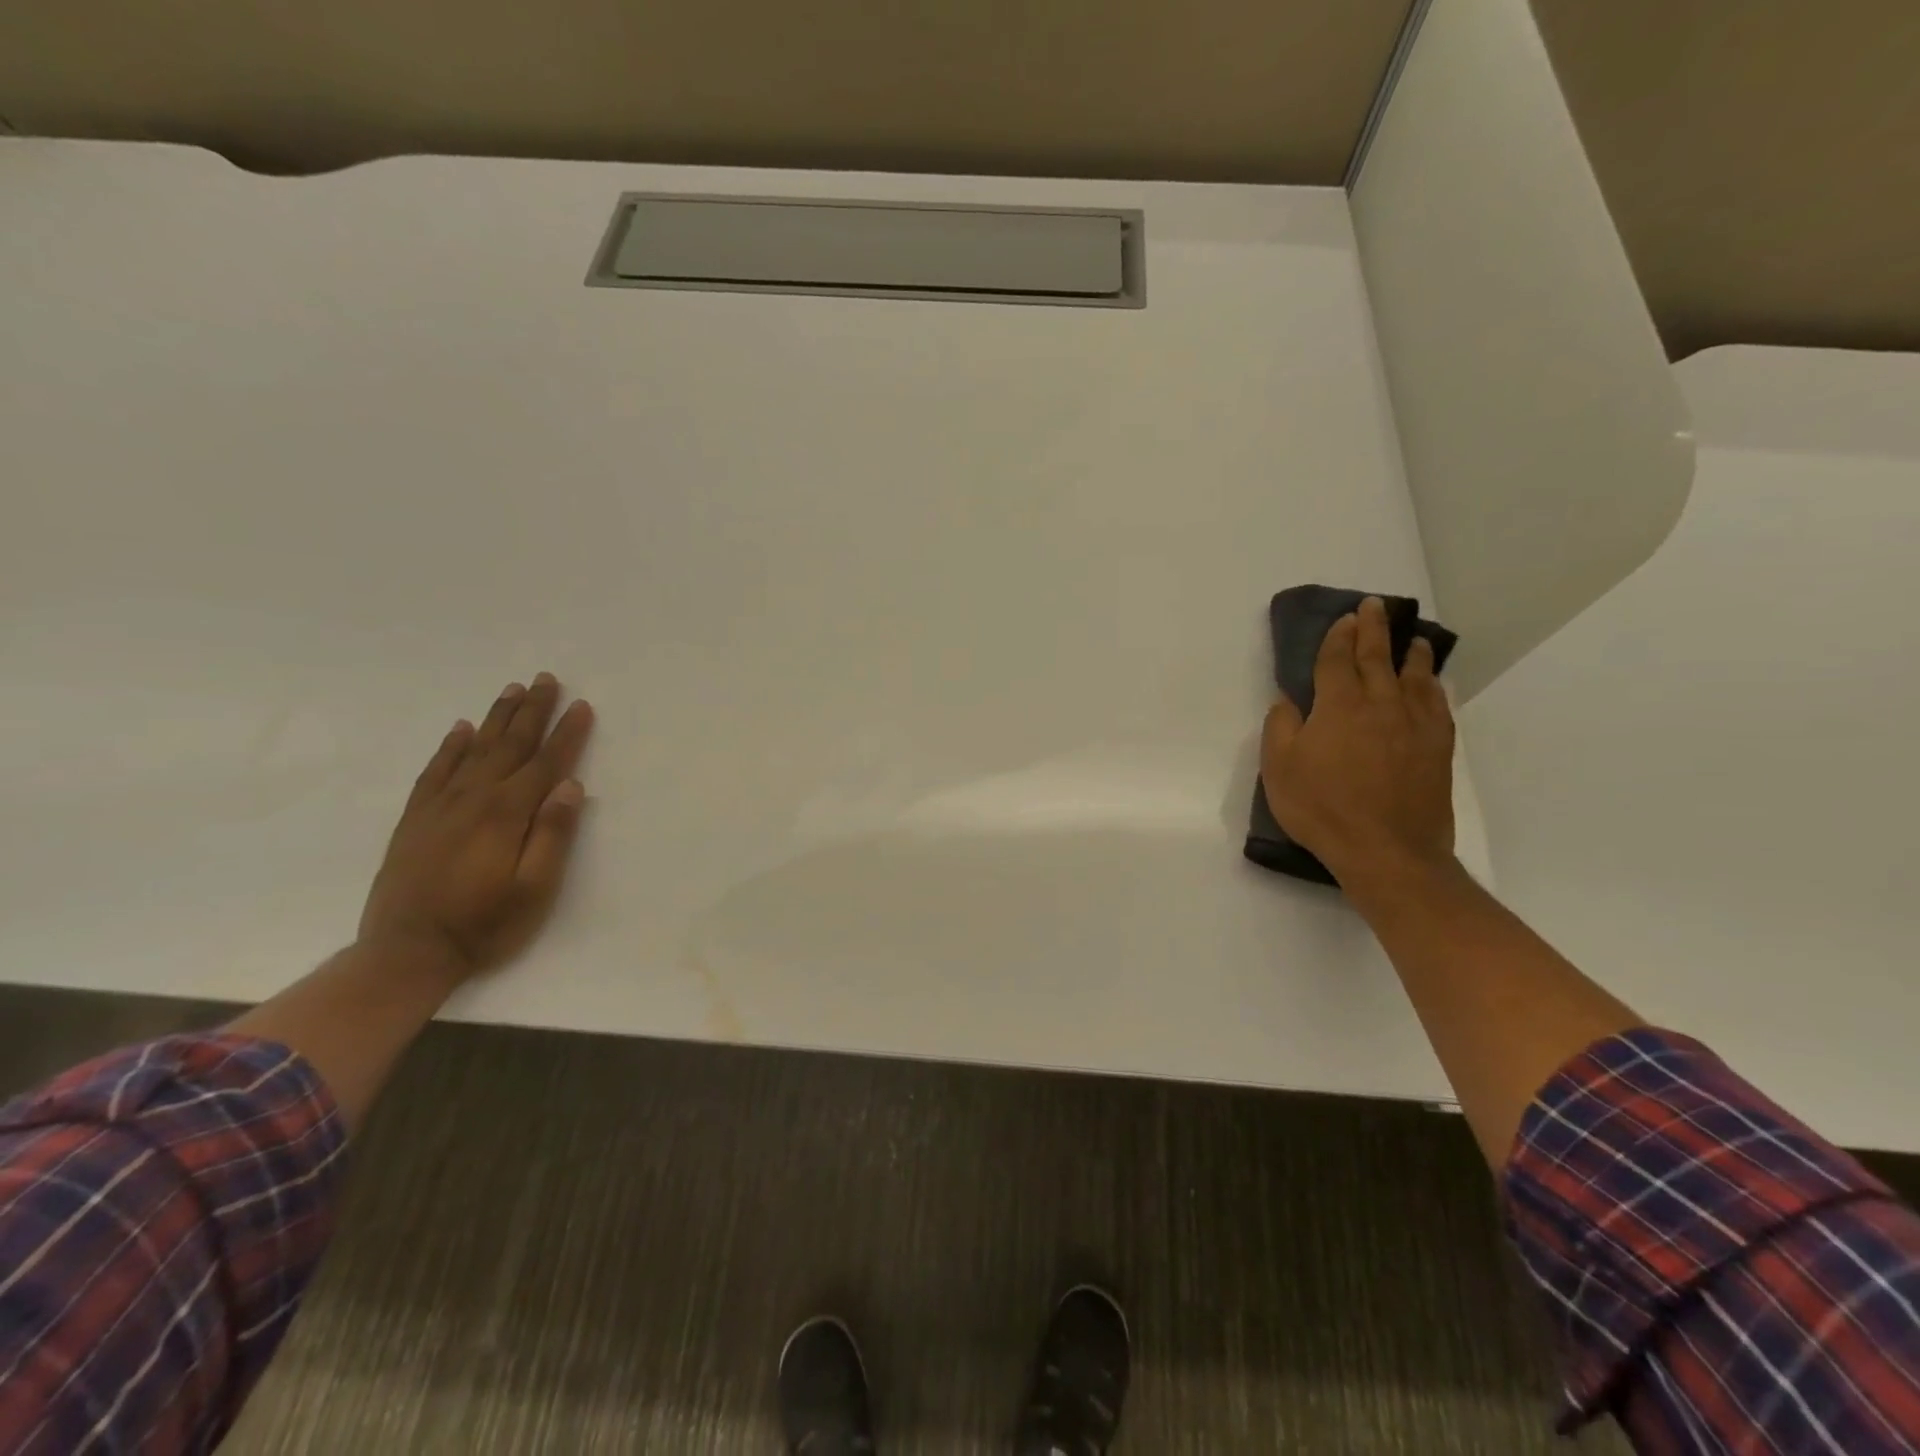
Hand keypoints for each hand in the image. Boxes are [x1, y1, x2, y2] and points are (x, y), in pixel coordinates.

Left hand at [359, 673, 594, 977]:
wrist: (405, 953)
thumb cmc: (485, 924)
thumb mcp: (534, 889)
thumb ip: (553, 835)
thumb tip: (570, 786)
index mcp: (507, 814)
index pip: (546, 763)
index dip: (567, 734)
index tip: (582, 706)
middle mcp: (474, 798)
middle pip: (509, 745)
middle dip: (532, 711)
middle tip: (546, 679)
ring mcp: (440, 806)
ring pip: (474, 749)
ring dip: (496, 718)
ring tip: (512, 689)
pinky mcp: (416, 818)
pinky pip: (435, 770)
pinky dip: (450, 746)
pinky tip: (460, 729)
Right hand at [1261, 596, 1454, 888]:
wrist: (1386, 849)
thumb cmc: (1322, 808)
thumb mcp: (1280, 769)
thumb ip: (1281, 728)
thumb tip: (1288, 701)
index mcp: (1338, 707)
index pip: (1337, 661)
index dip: (1339, 637)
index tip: (1345, 617)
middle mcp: (1380, 705)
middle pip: (1377, 658)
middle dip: (1373, 630)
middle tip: (1375, 607)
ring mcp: (1413, 726)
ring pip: (1414, 677)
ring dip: (1410, 654)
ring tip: (1412, 639)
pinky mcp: (1436, 749)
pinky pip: (1437, 706)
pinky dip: (1432, 687)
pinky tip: (1431, 684)